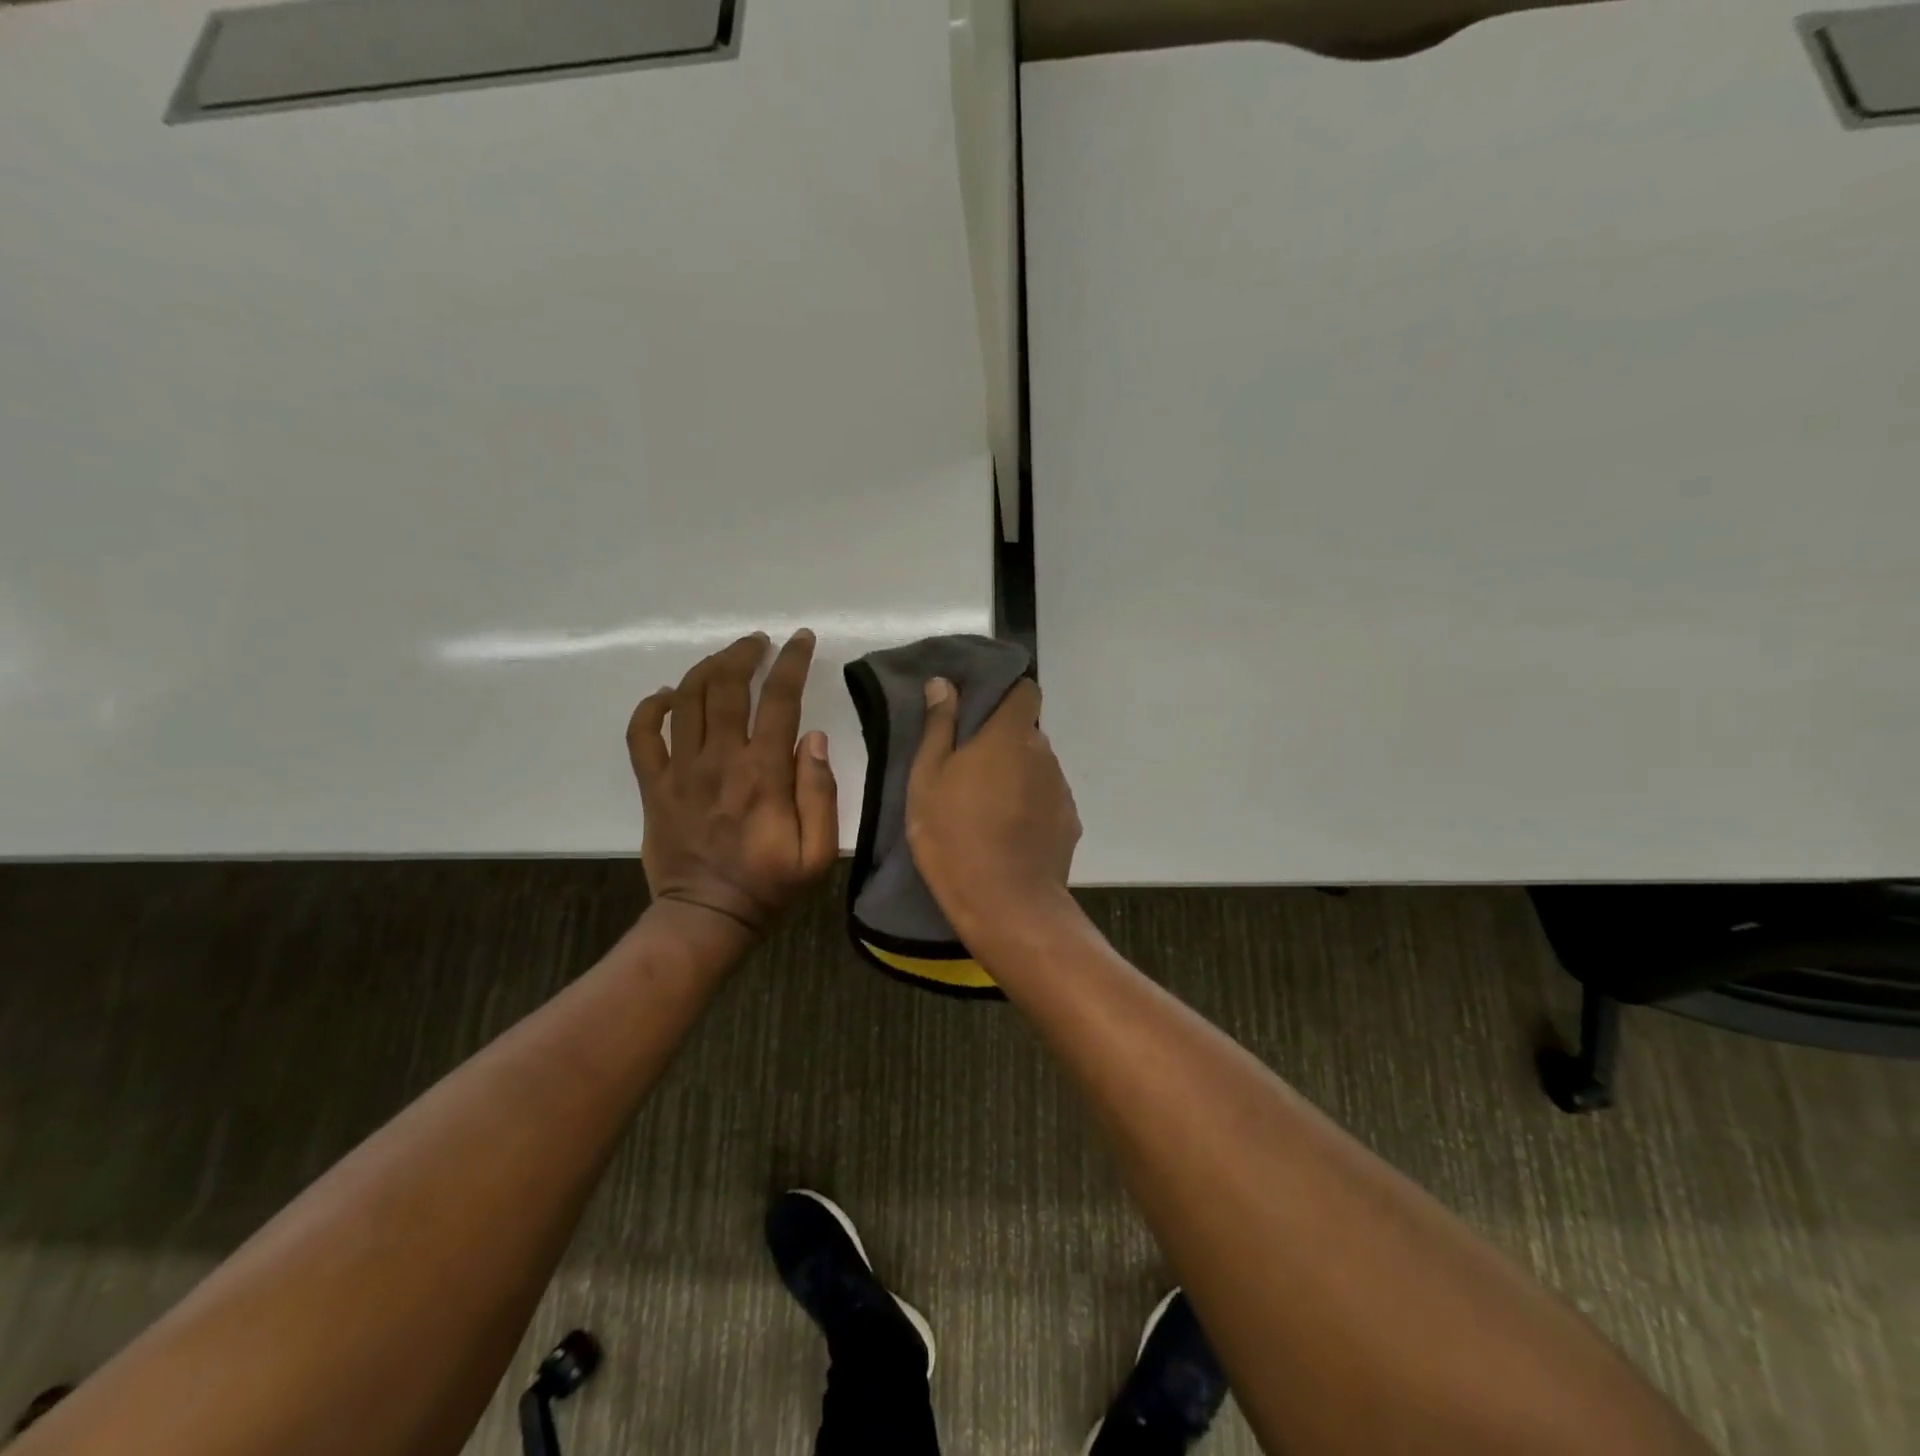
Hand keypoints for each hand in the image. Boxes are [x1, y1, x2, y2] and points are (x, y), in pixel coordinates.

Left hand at [627, 630, 838, 935]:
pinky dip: (651, 706)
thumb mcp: (818, 852)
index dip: (792, 662)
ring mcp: (680, 771)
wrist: (706, 919)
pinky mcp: (653, 786)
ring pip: (685, 699)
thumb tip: (814, 738)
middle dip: (744, 653)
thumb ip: (820, 792)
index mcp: (763, 774)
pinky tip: (668, 694)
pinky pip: (641, 735)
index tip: (801, 639)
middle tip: (759, 643)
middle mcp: (719, 761)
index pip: (779, 700)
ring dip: (706, 668)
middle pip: (725, 686)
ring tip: (725, 658)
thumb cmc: (769, 885)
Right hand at [906, 677, 1081, 943]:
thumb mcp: (928, 779)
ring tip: (988, 809)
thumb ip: (939, 726)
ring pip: (1037, 769)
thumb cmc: (954, 835)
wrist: (1005, 903)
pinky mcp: (1069, 823)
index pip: (1025, 690)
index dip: (1007, 695)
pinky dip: (1031, 808)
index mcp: (1010, 735)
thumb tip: (943, 683)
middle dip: (1004, 742)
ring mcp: (1061, 790)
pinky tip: (1009, 835)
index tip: (982, 712)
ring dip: (1018, 776)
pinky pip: (1048, 801)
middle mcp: (1044, 753)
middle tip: (970, 770)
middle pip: (1027, 733)